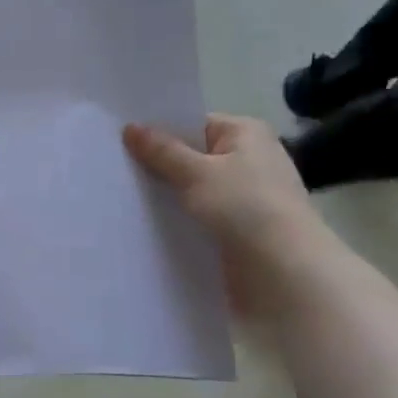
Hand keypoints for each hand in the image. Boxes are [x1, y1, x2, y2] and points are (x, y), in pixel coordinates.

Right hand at [123, 116, 327, 308]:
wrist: (285, 273)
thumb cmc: (245, 208)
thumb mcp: (197, 174)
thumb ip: (162, 152)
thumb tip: (130, 127)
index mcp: (245, 134)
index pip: (193, 124)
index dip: (159, 131)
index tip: (120, 140)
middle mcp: (248, 160)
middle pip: (191, 157)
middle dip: (157, 166)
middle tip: (112, 169)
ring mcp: (244, 198)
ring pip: (193, 190)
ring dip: (166, 197)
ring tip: (119, 197)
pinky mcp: (238, 230)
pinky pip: (199, 217)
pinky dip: (178, 220)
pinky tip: (145, 226)